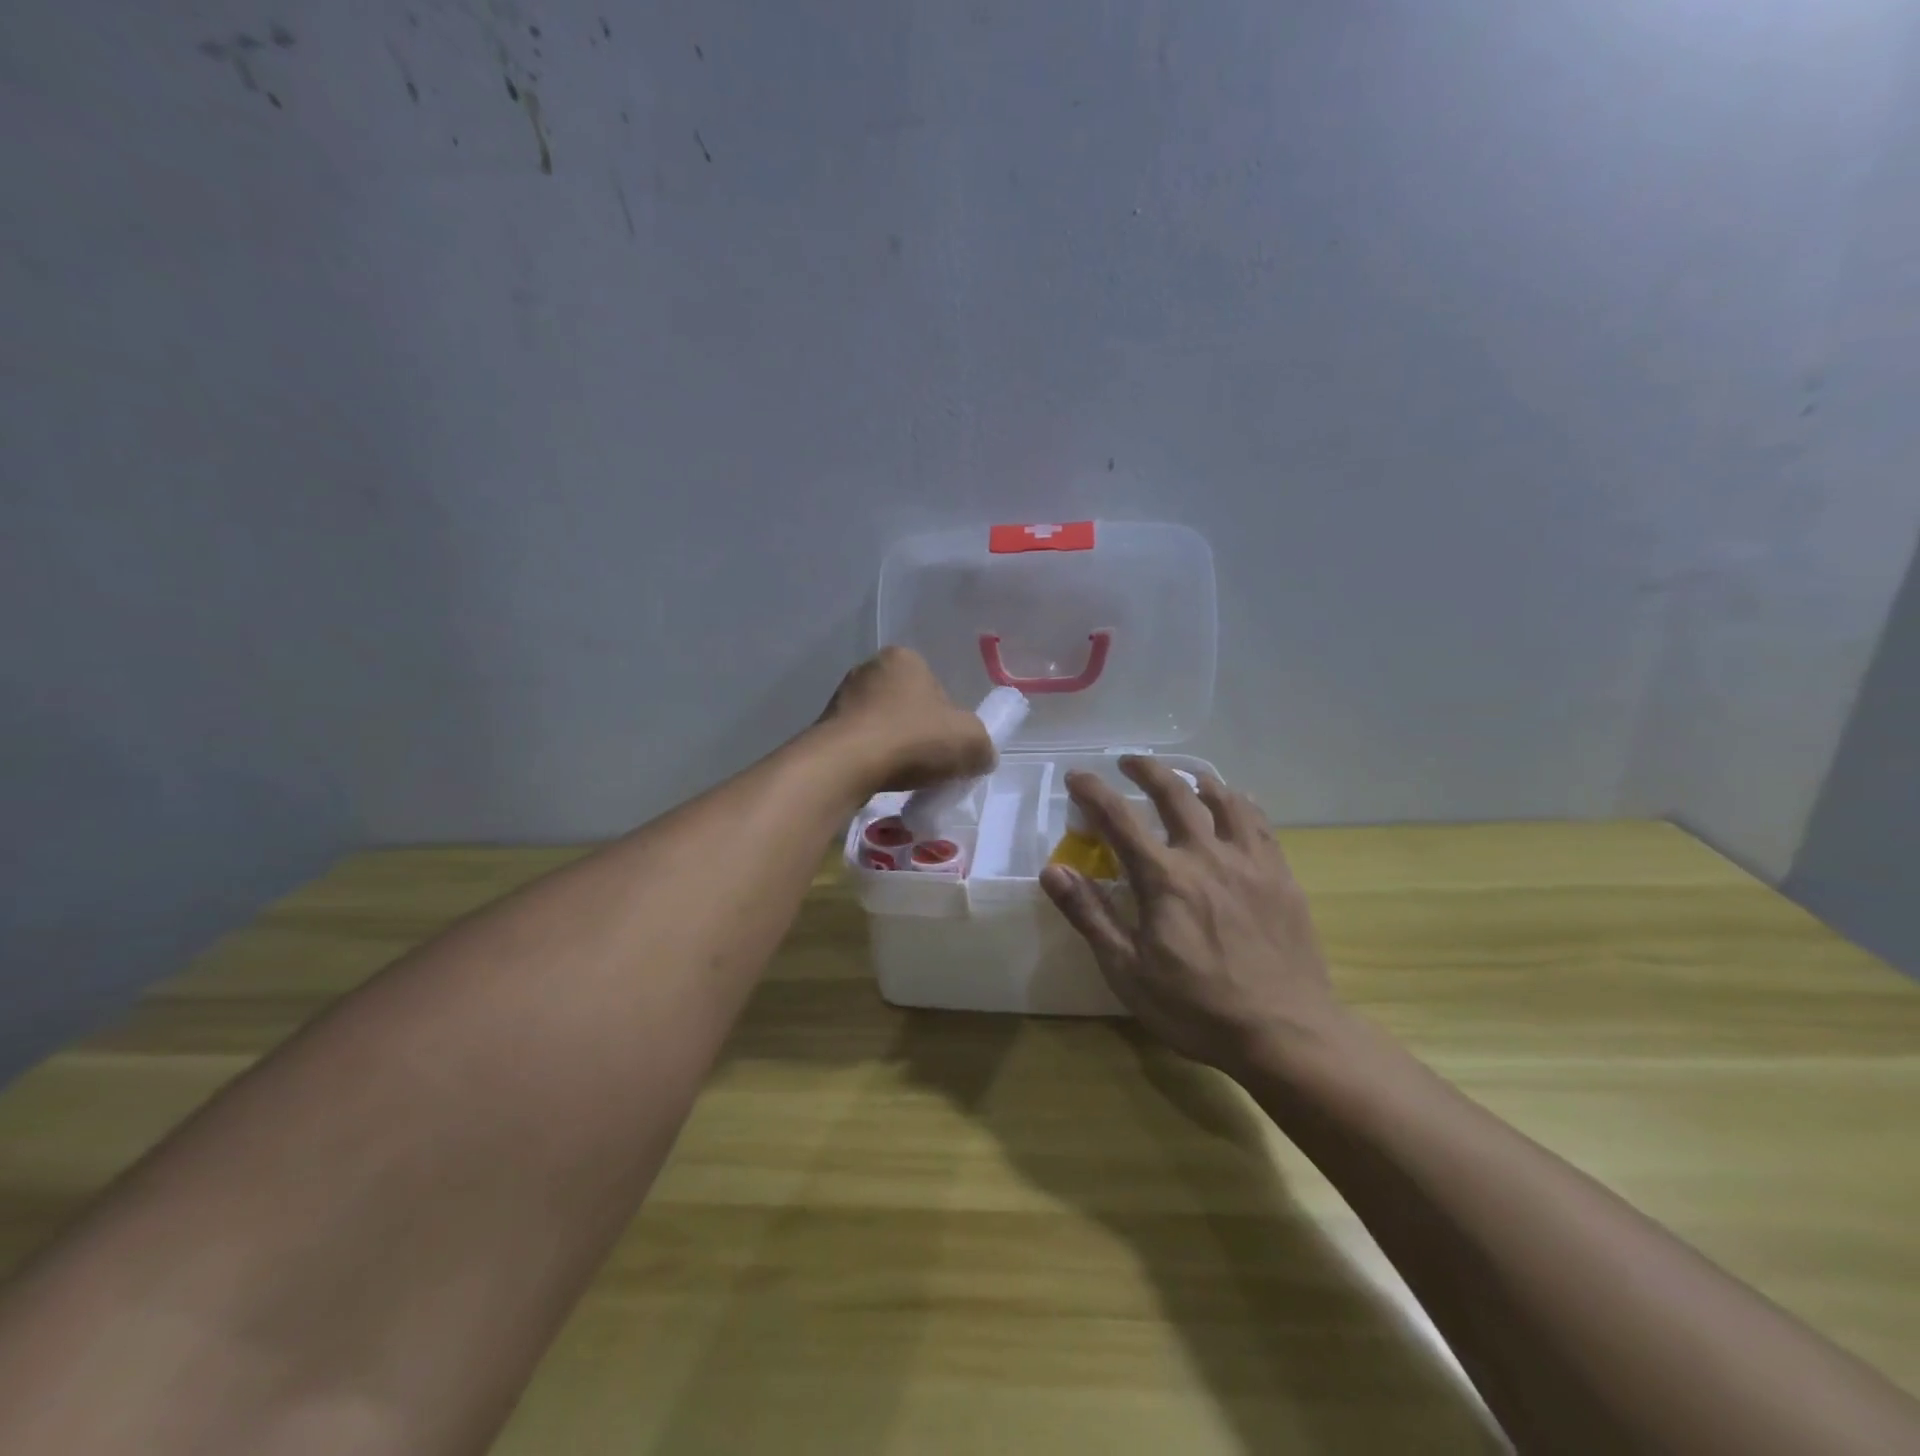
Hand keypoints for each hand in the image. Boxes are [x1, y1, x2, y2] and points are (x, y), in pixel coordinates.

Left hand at [816, 647, 995, 793]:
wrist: (845, 765)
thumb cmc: (912, 739)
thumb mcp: (970, 741)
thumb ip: (982, 745)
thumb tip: (980, 756)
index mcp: (904, 658)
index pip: (937, 689)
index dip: (948, 721)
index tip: (948, 748)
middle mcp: (869, 669)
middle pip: (908, 707)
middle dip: (919, 734)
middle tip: (929, 765)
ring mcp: (841, 698)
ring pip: (882, 727)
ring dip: (894, 749)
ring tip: (902, 777)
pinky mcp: (824, 728)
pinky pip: (859, 745)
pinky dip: (871, 761)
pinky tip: (877, 780)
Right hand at [1040, 758, 1342, 1077]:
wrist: (1286, 1033)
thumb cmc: (1197, 1008)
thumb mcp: (1127, 971)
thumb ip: (1090, 915)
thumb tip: (1052, 870)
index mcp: (1164, 878)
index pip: (1119, 819)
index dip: (1093, 792)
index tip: (1076, 775)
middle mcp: (1206, 856)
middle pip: (1174, 794)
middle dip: (1146, 770)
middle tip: (1128, 761)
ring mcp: (1249, 862)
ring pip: (1223, 800)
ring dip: (1197, 780)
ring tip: (1185, 777)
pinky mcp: (1281, 876)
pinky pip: (1259, 822)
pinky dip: (1240, 803)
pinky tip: (1236, 804)